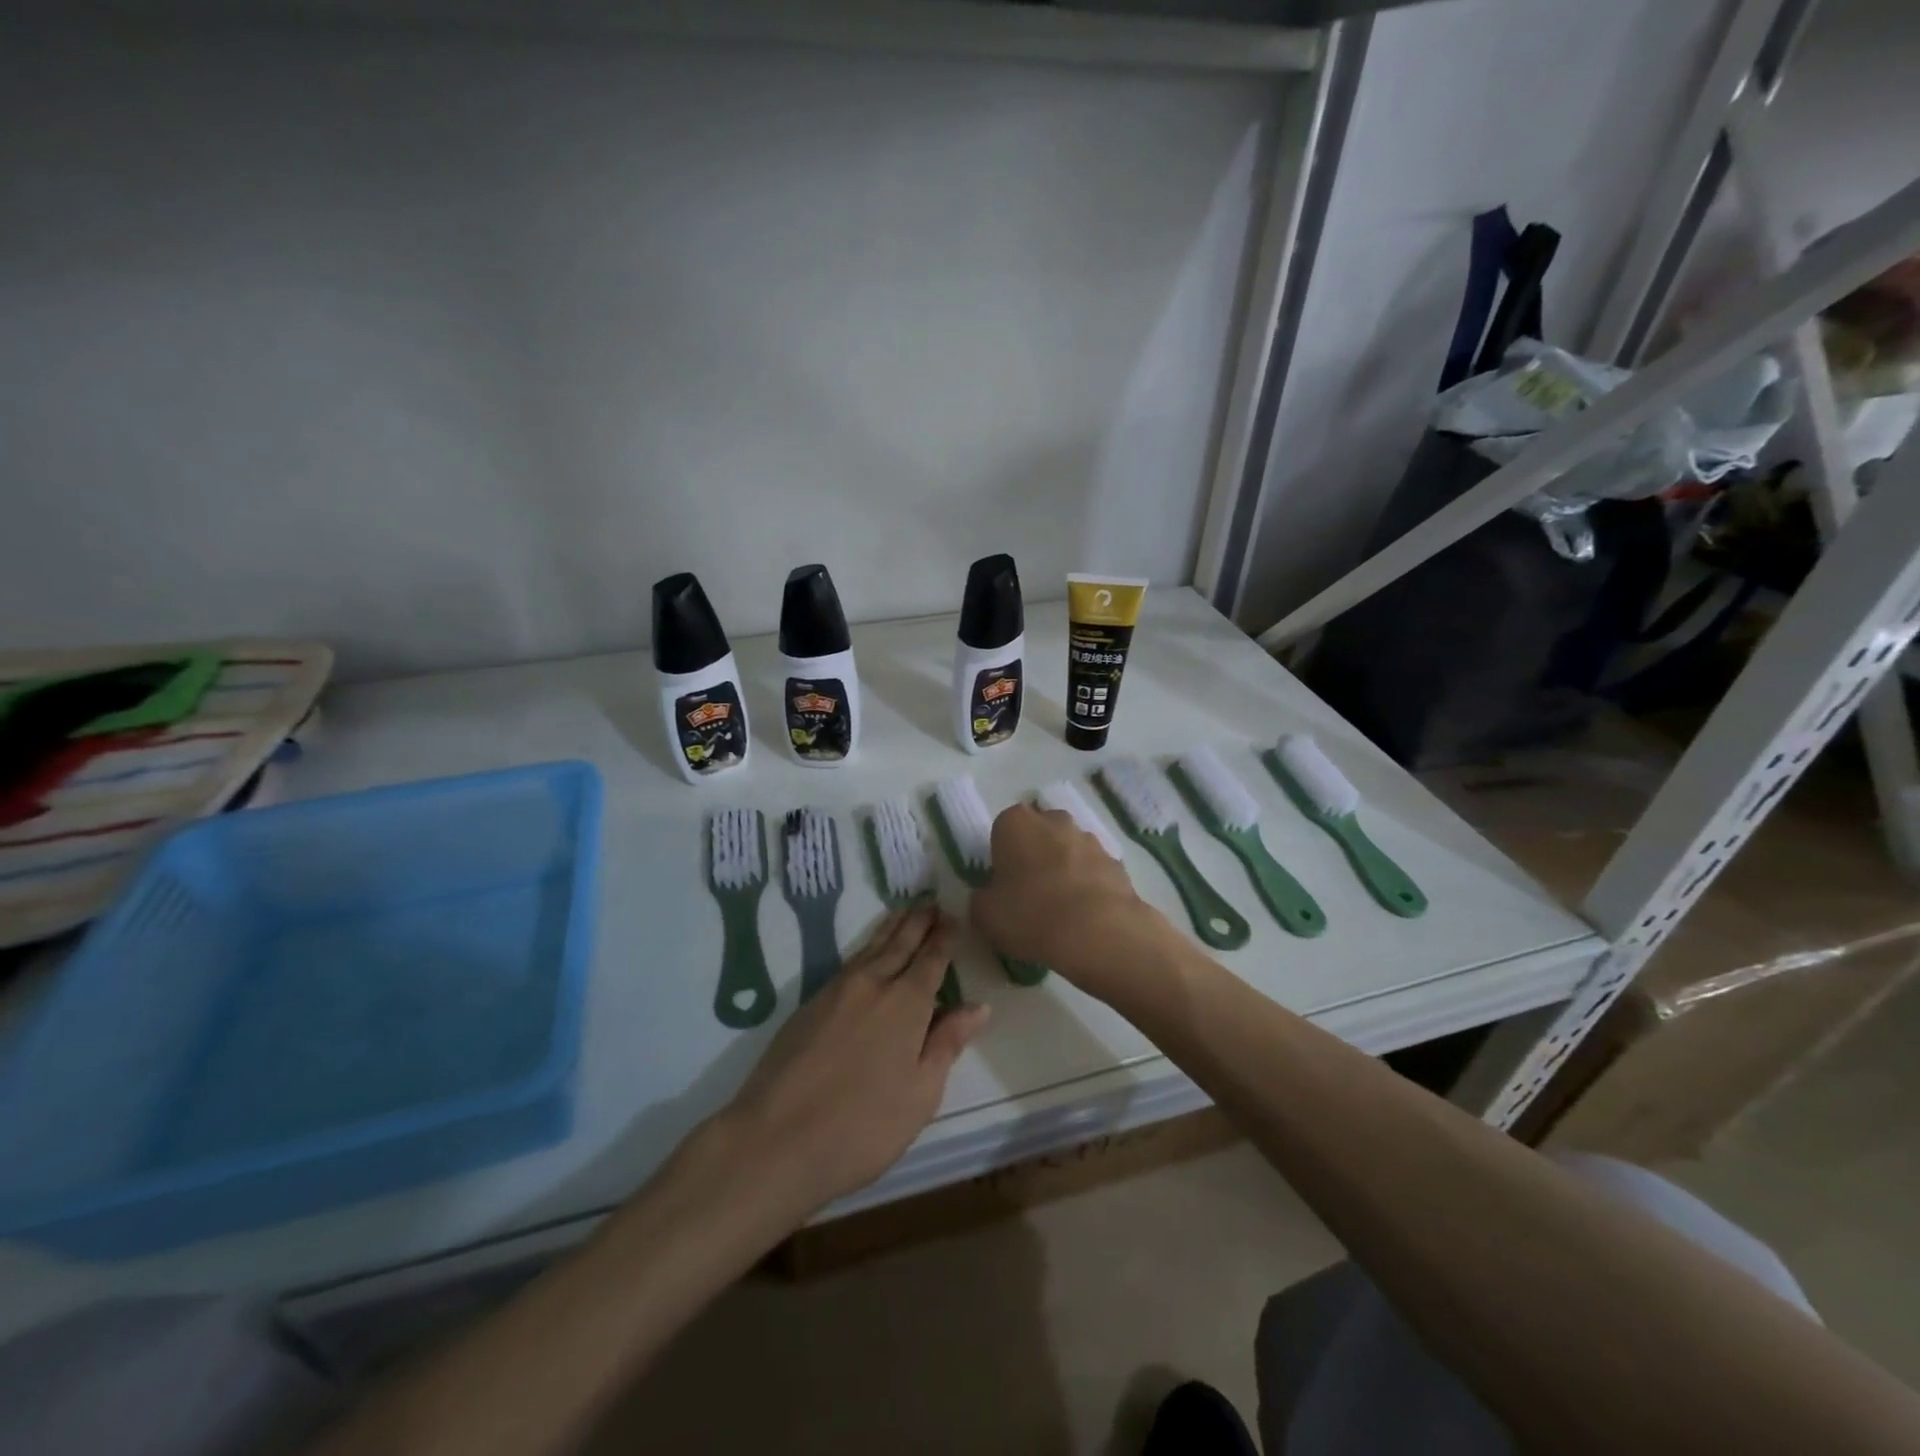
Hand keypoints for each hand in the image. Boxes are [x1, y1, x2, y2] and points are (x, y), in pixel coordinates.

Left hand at [720, 907, 989, 1219]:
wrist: (775, 1140)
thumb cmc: (861, 1126)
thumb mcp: (920, 1094)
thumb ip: (947, 1043)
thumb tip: (978, 1005)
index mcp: (906, 1003)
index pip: (931, 960)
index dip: (943, 938)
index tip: (952, 917)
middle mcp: (872, 985)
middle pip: (900, 943)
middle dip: (918, 922)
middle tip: (931, 901)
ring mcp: (835, 991)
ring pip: (870, 947)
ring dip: (891, 928)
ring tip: (903, 912)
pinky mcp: (808, 1005)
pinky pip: (848, 962)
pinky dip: (866, 947)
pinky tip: (867, 953)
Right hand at [969, 802, 1174, 992]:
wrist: (1097, 932)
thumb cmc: (1030, 914)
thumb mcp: (985, 915)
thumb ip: (982, 899)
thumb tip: (989, 897)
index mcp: (1016, 823)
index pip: (1002, 829)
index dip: (1002, 856)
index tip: (1003, 884)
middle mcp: (1054, 820)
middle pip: (1039, 833)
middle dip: (1035, 855)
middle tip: (1030, 893)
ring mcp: (1089, 839)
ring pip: (1069, 849)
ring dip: (1064, 868)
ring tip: (1062, 909)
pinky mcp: (1116, 862)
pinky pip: (1094, 870)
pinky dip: (1089, 885)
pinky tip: (1086, 915)